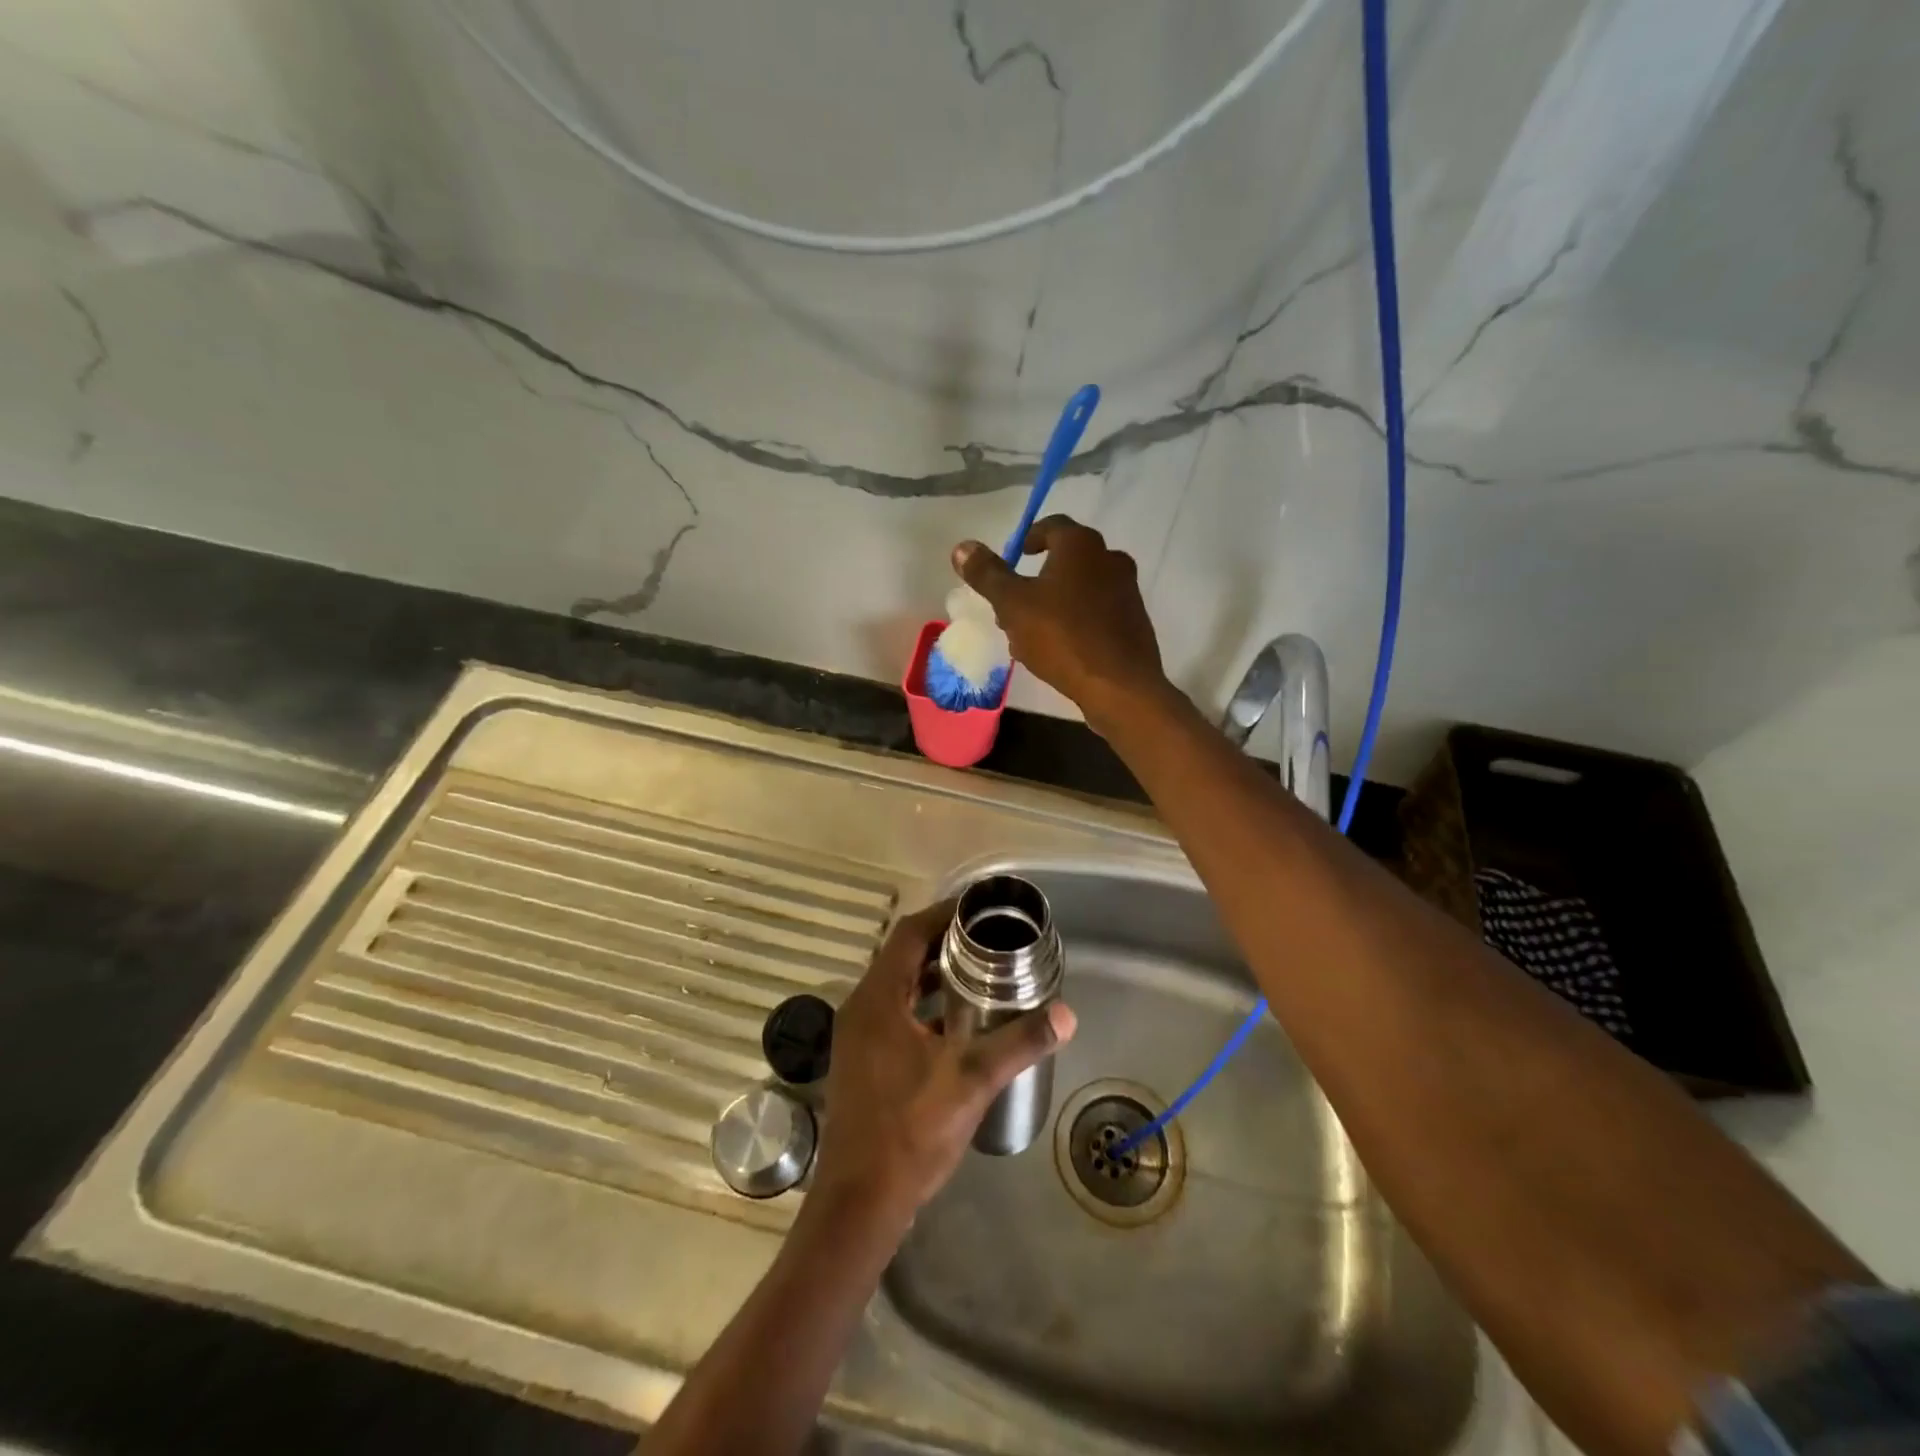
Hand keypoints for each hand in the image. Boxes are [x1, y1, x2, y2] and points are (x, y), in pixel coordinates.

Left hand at [812, 900, 1076, 1217]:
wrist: (860, 1202)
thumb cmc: (910, 1132)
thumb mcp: (971, 1081)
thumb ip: (1018, 1042)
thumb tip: (1066, 1014)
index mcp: (878, 999)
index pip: (909, 934)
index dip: (943, 915)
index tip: (979, 909)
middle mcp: (861, 1008)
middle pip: (902, 956)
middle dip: (943, 942)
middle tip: (988, 939)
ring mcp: (857, 1036)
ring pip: (897, 986)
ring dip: (932, 975)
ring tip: (979, 971)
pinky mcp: (861, 1060)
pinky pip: (894, 1012)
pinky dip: (923, 1005)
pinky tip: (957, 1022)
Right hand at [953, 515, 1168, 733]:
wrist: (1120, 685)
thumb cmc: (1062, 637)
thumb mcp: (1013, 605)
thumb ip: (987, 574)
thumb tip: (962, 547)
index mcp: (1081, 545)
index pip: (1051, 526)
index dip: (1028, 538)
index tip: (1014, 556)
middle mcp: (1110, 558)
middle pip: (1066, 559)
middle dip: (1037, 578)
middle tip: (1013, 603)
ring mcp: (1127, 591)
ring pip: (1081, 589)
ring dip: (1054, 602)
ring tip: (1029, 633)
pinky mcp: (1134, 622)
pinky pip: (1096, 612)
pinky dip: (1075, 621)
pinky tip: (1058, 649)